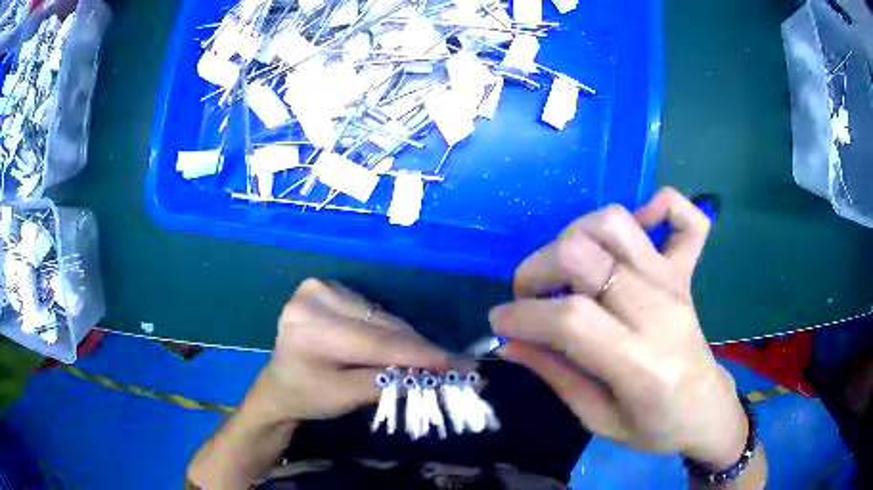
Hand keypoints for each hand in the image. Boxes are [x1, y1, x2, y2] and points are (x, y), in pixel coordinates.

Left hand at [258, 279, 468, 422]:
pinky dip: (392, 331)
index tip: (462, 367)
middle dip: (421, 350)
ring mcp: (320, 288)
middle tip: (457, 366)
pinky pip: (373, 312)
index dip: (422, 356)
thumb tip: (438, 374)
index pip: (377, 343)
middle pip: (383, 327)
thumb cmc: (308, 396)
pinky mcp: (328, 288)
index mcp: (310, 327)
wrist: (279, 385)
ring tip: (435, 360)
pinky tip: (404, 347)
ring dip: (409, 340)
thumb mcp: (347, 397)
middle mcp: (314, 297)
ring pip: (383, 318)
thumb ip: (390, 383)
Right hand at [489, 188, 747, 467]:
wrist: (705, 410)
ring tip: (567, 269)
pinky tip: (638, 227)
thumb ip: (556, 376)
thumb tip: (510, 342)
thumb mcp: (598, 420)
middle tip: (529, 298)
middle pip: (586, 255)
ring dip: (575, 236)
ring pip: (617, 223)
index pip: (570, 319)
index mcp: (640, 364)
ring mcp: (675, 284)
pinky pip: (685, 218)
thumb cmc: (655, 427)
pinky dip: (658, 206)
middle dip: (537, 269)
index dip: (522, 315)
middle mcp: (659, 311)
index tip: (500, 323)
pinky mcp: (686, 272)